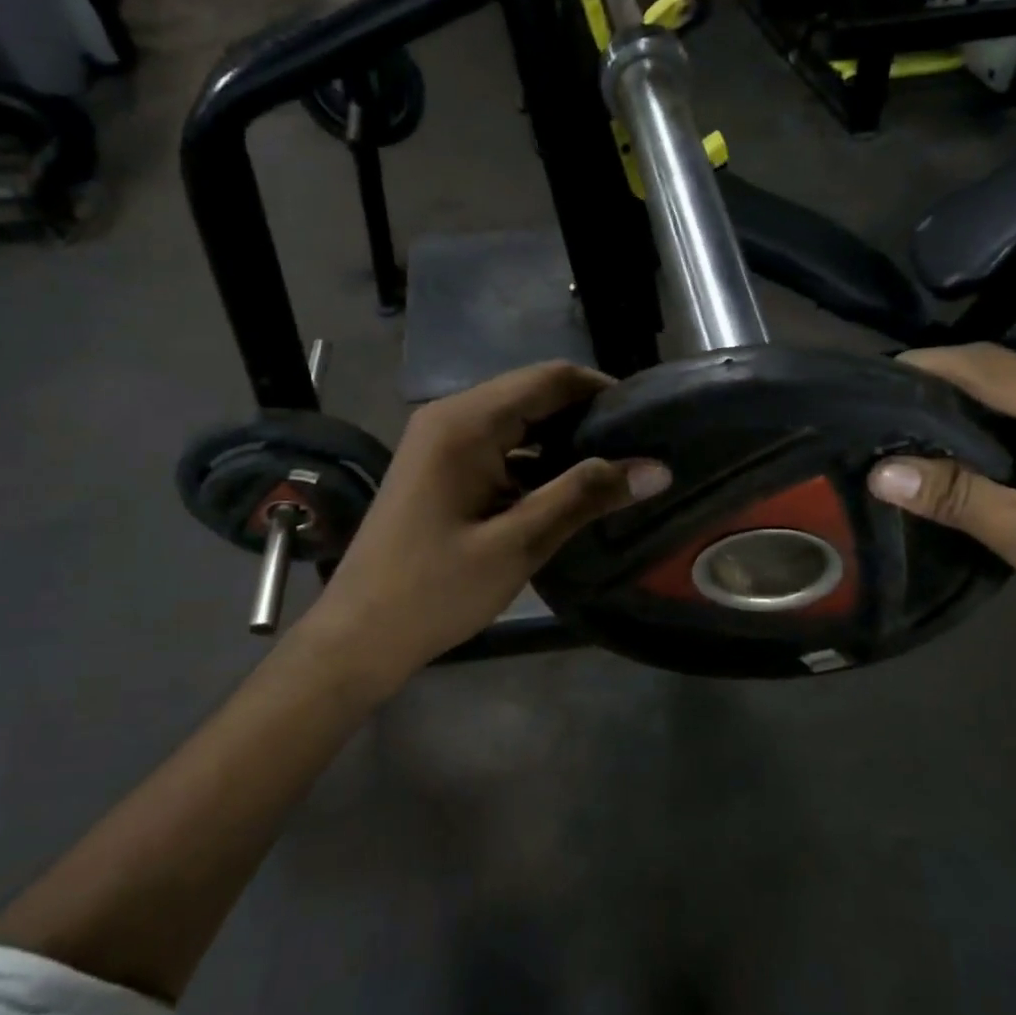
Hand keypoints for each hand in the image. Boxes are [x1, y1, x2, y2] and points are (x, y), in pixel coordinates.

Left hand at [300, 362, 669, 695]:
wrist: (359, 635)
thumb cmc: (434, 590)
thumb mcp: (518, 543)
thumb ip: (585, 496)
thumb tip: (656, 468)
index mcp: (466, 422)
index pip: (550, 378)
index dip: (602, 391)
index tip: (649, 420)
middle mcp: (451, 416)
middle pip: (534, 394)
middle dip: (587, 416)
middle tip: (639, 449)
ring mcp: (441, 441)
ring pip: (518, 420)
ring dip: (564, 439)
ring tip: (615, 468)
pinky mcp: (441, 467)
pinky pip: (500, 445)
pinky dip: (536, 459)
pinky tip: (567, 488)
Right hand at [867, 344, 1015, 691]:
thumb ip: (958, 498)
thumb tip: (880, 471)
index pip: (995, 369)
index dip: (932, 366)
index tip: (870, 377)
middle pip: (1002, 375)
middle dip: (938, 383)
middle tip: (873, 401)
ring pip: (1010, 400)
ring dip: (956, 407)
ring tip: (894, 420)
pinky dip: (979, 432)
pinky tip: (942, 448)